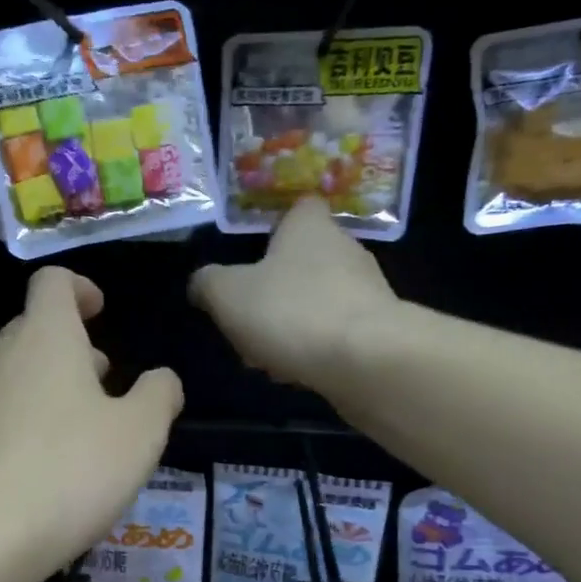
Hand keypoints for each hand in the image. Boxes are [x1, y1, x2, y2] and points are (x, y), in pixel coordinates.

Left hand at [0, 267, 183, 576]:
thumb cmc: (71, 469)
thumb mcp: (140, 433)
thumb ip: (159, 395)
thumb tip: (162, 379)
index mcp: (45, 337)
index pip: (53, 283)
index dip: (80, 288)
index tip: (102, 312)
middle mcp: (2, 358)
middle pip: (33, 328)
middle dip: (72, 345)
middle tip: (106, 378)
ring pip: (17, 375)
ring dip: (53, 386)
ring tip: (87, 428)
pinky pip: (2, 416)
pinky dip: (31, 424)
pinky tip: (53, 469)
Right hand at [189, 195, 397, 389]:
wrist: (366, 360)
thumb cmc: (291, 311)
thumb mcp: (227, 294)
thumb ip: (208, 283)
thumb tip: (201, 283)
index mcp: (310, 227)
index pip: (299, 208)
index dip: (276, 226)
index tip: (255, 254)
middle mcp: (345, 248)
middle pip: (305, 260)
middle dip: (276, 290)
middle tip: (248, 320)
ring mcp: (367, 290)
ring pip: (319, 300)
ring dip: (292, 324)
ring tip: (267, 358)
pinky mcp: (378, 329)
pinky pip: (336, 332)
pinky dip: (315, 348)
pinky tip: (298, 373)